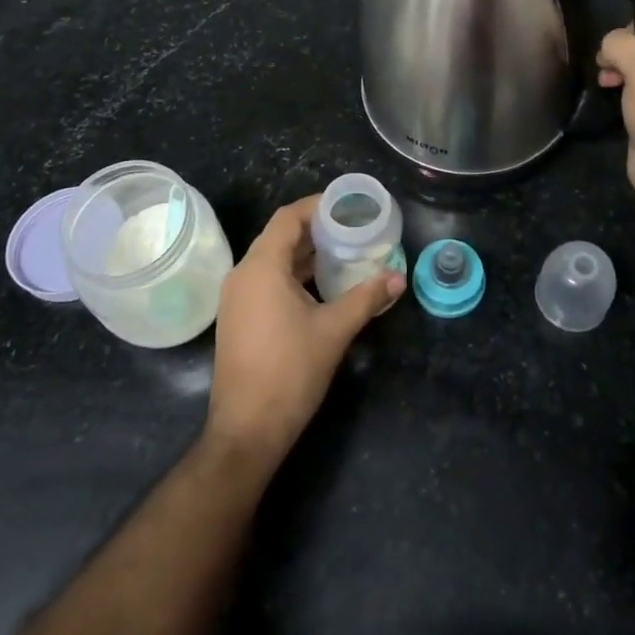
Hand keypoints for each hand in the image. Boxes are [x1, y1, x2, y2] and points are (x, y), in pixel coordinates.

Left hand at [204, 194, 404, 470]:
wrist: (247, 430)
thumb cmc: (290, 372)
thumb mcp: (334, 330)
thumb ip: (366, 298)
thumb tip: (398, 278)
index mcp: (261, 267)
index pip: (287, 218)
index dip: (317, 206)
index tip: (347, 205)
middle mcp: (243, 275)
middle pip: (279, 236)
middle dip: (315, 229)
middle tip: (352, 228)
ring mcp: (236, 298)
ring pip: (272, 260)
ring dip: (305, 253)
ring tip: (342, 252)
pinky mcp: (238, 318)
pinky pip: (266, 281)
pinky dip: (292, 274)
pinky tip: (320, 285)